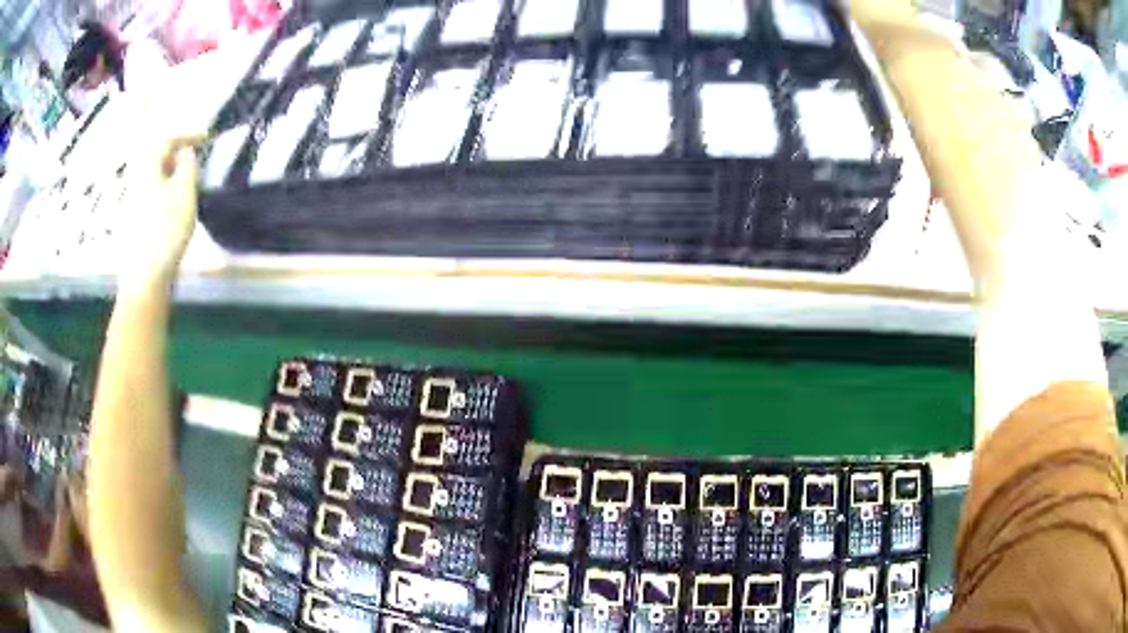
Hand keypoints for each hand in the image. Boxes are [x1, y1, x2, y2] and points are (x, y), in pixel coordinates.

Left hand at [119, 132, 204, 289]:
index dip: (188, 133)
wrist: (144, 278)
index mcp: (147, 167)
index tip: (207, 136)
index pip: (167, 138)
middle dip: (177, 152)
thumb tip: (186, 152)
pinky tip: (175, 203)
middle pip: (157, 155)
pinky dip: (165, 188)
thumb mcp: (185, 192)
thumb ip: (188, 165)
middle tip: (196, 156)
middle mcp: (136, 179)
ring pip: (154, 175)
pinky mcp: (134, 221)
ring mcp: (133, 202)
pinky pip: (151, 192)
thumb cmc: (166, 231)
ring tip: (188, 180)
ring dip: (172, 171)